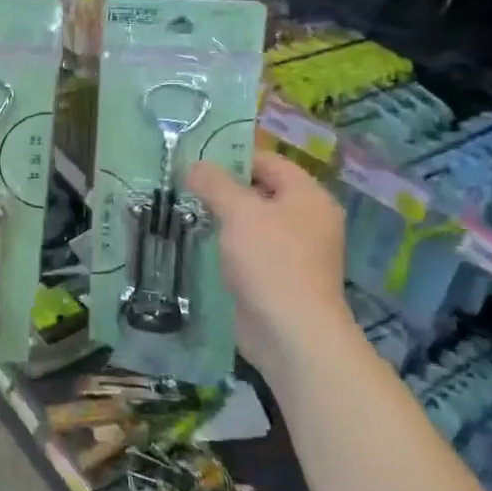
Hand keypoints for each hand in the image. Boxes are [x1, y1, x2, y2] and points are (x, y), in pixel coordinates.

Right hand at [189, 152, 351, 363]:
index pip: (269, 162)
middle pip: (259, 192)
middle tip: (182, 186)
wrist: (290, 333)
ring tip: (183, 212)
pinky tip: (197, 245)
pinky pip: (247, 251)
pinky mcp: (276, 278)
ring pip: (251, 224)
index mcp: (308, 196)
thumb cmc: (271, 261)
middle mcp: (306, 220)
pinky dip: (225, 247)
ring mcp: (293, 252)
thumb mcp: (240, 212)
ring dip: (220, 219)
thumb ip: (215, 184)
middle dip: (222, 189)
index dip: (233, 157)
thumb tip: (193, 165)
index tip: (194, 161)